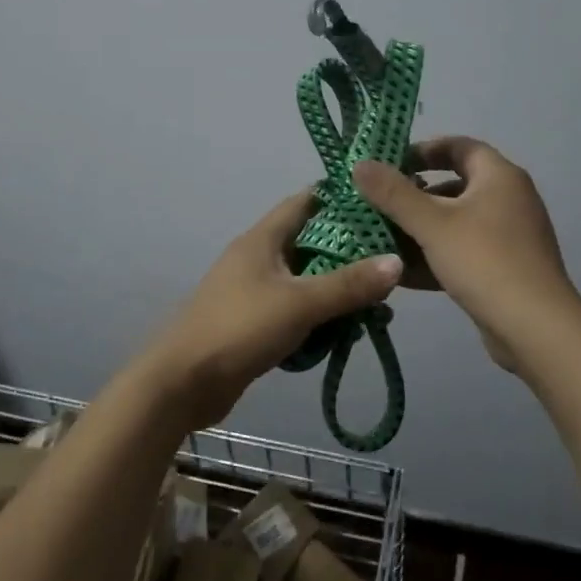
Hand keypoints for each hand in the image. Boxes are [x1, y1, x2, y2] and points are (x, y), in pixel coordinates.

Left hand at [142, 190, 402, 427]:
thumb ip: (349, 285)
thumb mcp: (300, 303)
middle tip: (390, 259)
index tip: (381, 203)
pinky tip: (346, 331)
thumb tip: (397, 261)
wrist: (183, 382)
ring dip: (338, 288)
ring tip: (378, 302)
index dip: (342, 198)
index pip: (306, 201)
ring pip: (306, 279)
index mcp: (263, 238)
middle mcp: (258, 257)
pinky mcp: (255, 321)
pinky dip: (320, 315)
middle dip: (349, 251)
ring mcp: (254, 290)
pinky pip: (297, 309)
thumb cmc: (239, 329)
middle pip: (311, 242)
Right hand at [353, 137, 577, 370]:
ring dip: (420, 230)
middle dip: (414, 196)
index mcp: (499, 176)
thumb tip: (360, 164)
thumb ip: (393, 193)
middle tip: (378, 205)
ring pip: (456, 223)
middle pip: (454, 186)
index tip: (389, 164)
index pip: (458, 146)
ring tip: (380, 240)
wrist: (535, 329)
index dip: (423, 150)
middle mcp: (509, 199)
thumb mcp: (432, 224)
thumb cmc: (484, 261)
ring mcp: (509, 236)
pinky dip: (435, 257)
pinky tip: (401, 273)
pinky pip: (463, 252)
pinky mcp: (504, 268)